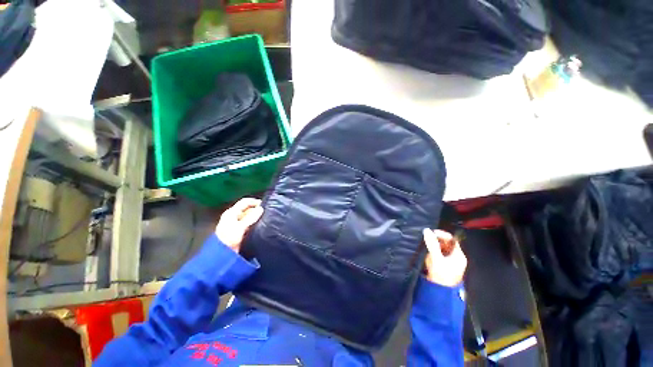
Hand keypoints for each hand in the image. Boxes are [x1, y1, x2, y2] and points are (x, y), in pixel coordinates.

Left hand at [215, 198, 263, 252]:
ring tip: (265, 220)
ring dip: (256, 218)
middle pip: (248, 209)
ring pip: (249, 217)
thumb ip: (251, 217)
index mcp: (231, 212)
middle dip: (257, 210)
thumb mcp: (240, 227)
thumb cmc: (229, 239)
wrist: (222, 256)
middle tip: (267, 213)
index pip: (245, 202)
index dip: (255, 201)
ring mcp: (236, 224)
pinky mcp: (240, 232)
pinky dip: (255, 224)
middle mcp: (234, 217)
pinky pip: (250, 225)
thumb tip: (261, 209)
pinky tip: (261, 227)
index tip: (265, 204)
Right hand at [422, 229, 467, 286]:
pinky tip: (428, 258)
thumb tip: (426, 230)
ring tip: (427, 251)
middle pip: (446, 244)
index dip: (441, 234)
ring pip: (441, 250)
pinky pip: (439, 256)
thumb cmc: (441, 274)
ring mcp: (451, 263)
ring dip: (433, 248)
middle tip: (427, 241)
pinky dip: (433, 254)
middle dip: (436, 242)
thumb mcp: (436, 257)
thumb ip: (432, 244)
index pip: (451, 239)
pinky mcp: (444, 267)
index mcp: (459, 255)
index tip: (431, 233)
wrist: (440, 292)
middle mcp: (456, 258)